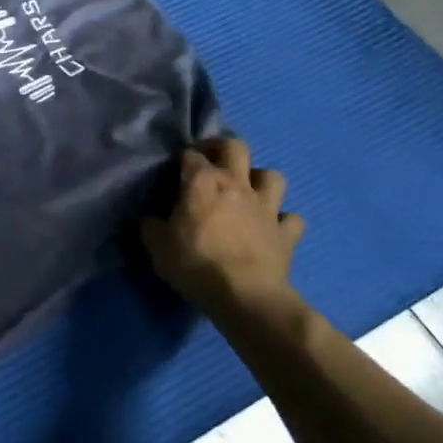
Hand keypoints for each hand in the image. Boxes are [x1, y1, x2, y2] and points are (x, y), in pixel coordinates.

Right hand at [141, 137, 306, 329]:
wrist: (245, 295)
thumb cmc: (195, 264)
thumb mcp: (157, 246)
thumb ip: (151, 226)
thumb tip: (151, 221)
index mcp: (202, 182)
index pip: (191, 155)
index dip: (182, 159)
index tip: (174, 170)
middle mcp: (237, 185)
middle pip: (235, 147)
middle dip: (221, 148)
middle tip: (210, 161)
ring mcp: (266, 207)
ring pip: (272, 176)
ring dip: (260, 179)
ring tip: (248, 192)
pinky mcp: (286, 233)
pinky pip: (292, 219)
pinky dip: (283, 220)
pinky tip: (273, 228)